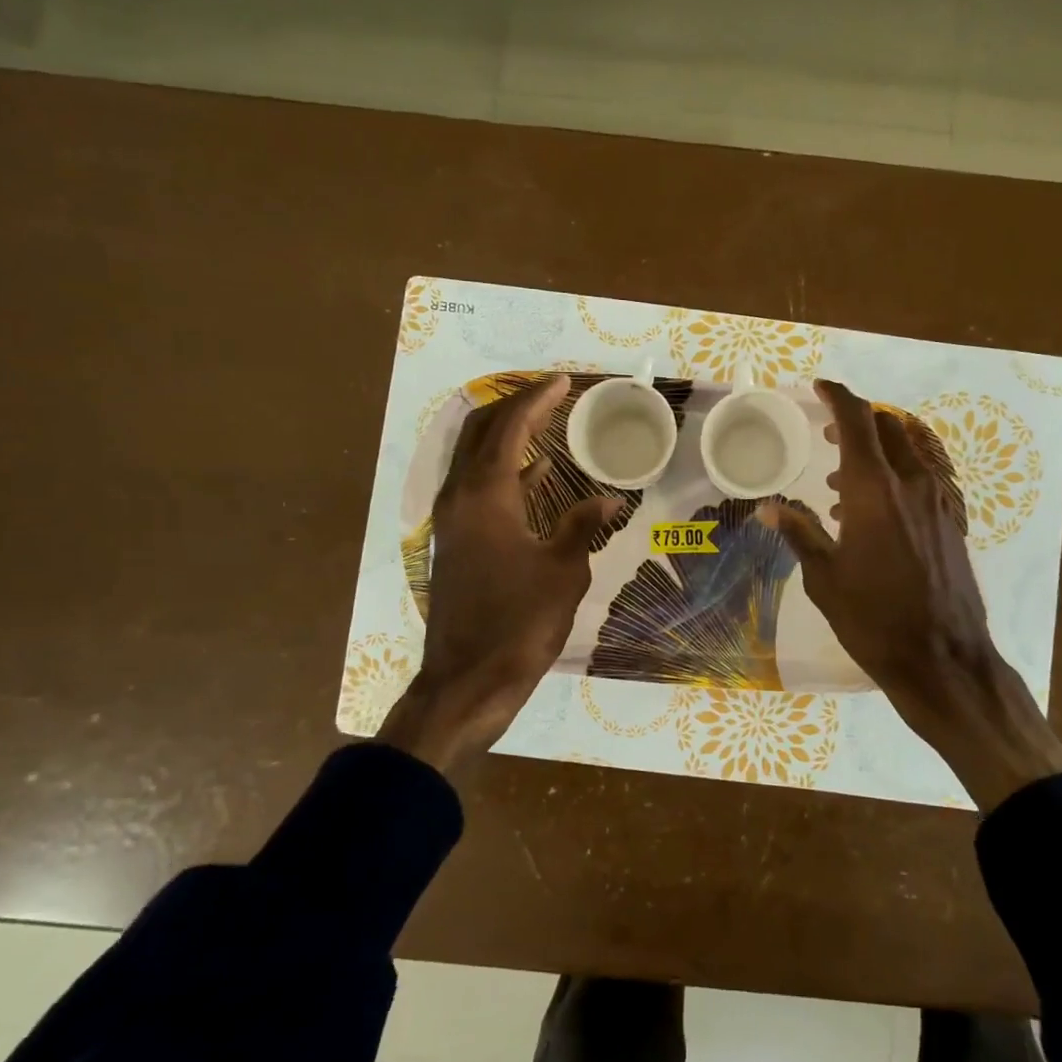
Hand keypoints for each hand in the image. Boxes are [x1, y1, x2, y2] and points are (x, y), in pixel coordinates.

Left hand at [377, 373, 620, 776]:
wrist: (468, 680)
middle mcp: (460, 497)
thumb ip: (582, 527)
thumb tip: (609, 501)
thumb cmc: (519, 623)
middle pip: (480, 432)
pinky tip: (536, 473)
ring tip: (546, 422)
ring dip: (507, 435)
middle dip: (515, 407)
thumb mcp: (563, 572)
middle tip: (552, 395)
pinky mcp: (456, 542)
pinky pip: (477, 487)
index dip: (537, 400)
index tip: (564, 381)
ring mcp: (452, 520)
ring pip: (475, 458)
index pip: (509, 428)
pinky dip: (505, 470)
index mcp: (485, 496)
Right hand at [761, 379, 1061, 811]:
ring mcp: (940, 501)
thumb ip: (800, 533)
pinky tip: (879, 506)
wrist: (942, 658)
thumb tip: (769, 508)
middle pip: (889, 428)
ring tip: (844, 479)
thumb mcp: (825, 578)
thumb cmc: (874, 619)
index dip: (838, 397)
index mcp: (875, 491)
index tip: (819, 388)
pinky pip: (928, 475)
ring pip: (913, 449)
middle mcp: (913, 484)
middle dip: (857, 421)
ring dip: (880, 447)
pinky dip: (902, 471)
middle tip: (827, 435)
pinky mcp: (953, 521)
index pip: (858, 422)